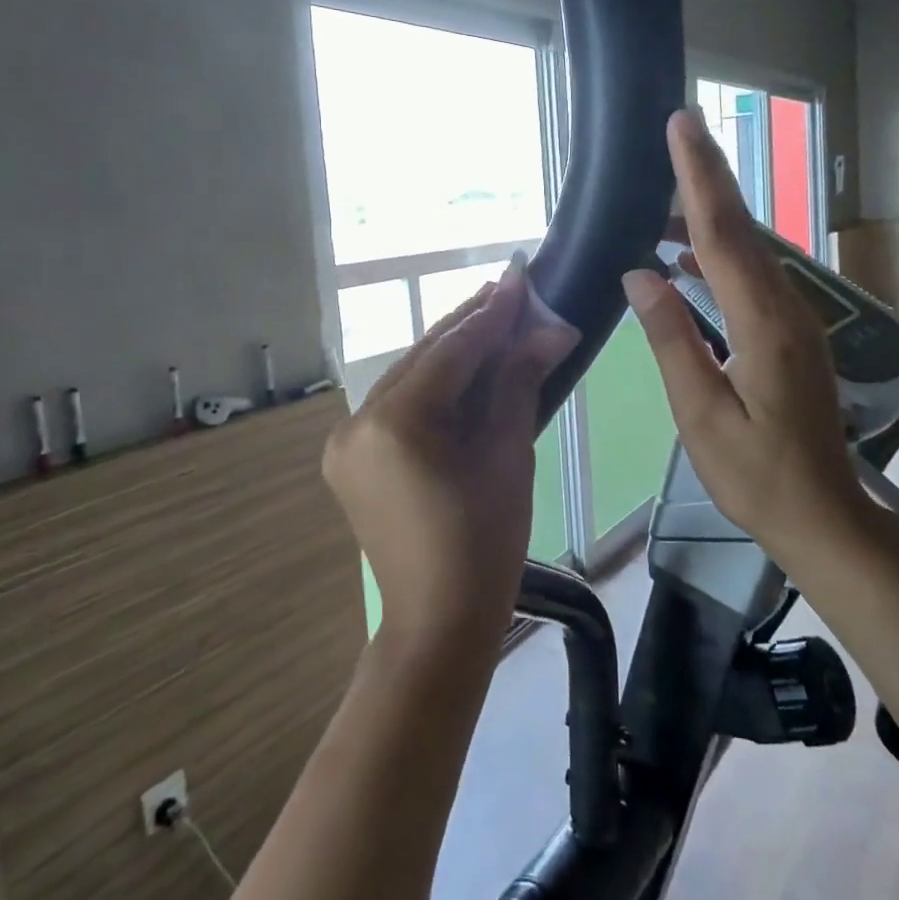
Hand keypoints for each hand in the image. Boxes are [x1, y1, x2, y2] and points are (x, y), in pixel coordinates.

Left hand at [323, 259, 578, 648]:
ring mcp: (346, 441)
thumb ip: (518, 382)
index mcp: (395, 423)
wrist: (438, 621)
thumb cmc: (485, 544)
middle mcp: (358, 422)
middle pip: (423, 359)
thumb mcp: (508, 455)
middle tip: (510, 290)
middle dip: (469, 326)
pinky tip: (462, 368)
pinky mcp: (350, 457)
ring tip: (493, 318)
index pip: (450, 353)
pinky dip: (432, 386)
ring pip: (408, 379)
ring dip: (450, 352)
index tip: (521, 278)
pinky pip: (397, 406)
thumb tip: (552, 329)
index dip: (491, 315)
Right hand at [622, 109, 878, 557]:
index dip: (699, 178)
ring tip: (663, 198)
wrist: (822, 516)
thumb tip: (639, 275)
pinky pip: (753, 277)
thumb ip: (672, 340)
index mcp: (765, 324)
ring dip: (710, 216)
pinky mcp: (792, 335)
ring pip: (750, 251)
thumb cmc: (755, 475)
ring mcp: (796, 321)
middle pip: (742, 229)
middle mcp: (788, 309)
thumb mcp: (701, 414)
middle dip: (709, 177)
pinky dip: (720, 254)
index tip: (682, 126)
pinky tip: (689, 258)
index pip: (723, 235)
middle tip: (678, 131)